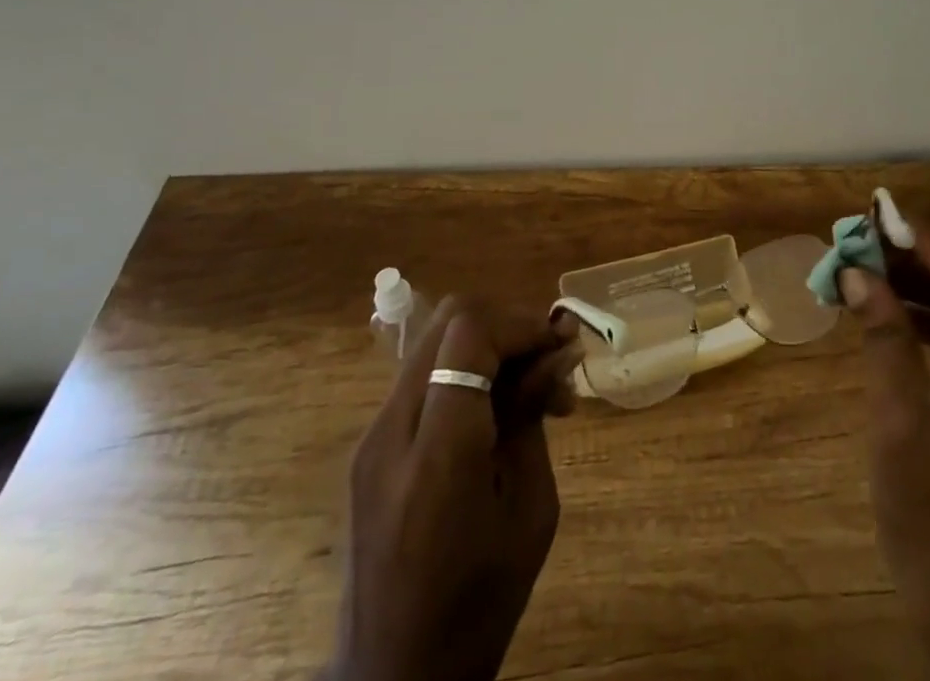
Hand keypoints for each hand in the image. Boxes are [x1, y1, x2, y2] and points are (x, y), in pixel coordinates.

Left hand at [327, 296, 583, 680]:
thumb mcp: (531, 511)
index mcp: (437, 455)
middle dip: (508, 324)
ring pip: (436, 340)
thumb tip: (557, 352)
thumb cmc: (478, 608)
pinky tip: (495, 410)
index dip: (522, 322)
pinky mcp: (368, 448)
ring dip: (489, 344)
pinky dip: (466, 369)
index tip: (561, 347)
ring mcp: (372, 438)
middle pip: (449, 320)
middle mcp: (391, 431)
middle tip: (549, 361)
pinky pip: (423, 375)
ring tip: (531, 389)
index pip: (469, 333)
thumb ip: (535, 418)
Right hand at [840, 224, 929, 677]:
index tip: (882, 220)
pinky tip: (881, 306)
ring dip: (916, 283)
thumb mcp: (899, 418)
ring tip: (866, 263)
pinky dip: (919, 315)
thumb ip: (884, 337)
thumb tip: (858, 274)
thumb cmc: (929, 511)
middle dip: (919, 258)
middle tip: (867, 237)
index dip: (929, 244)